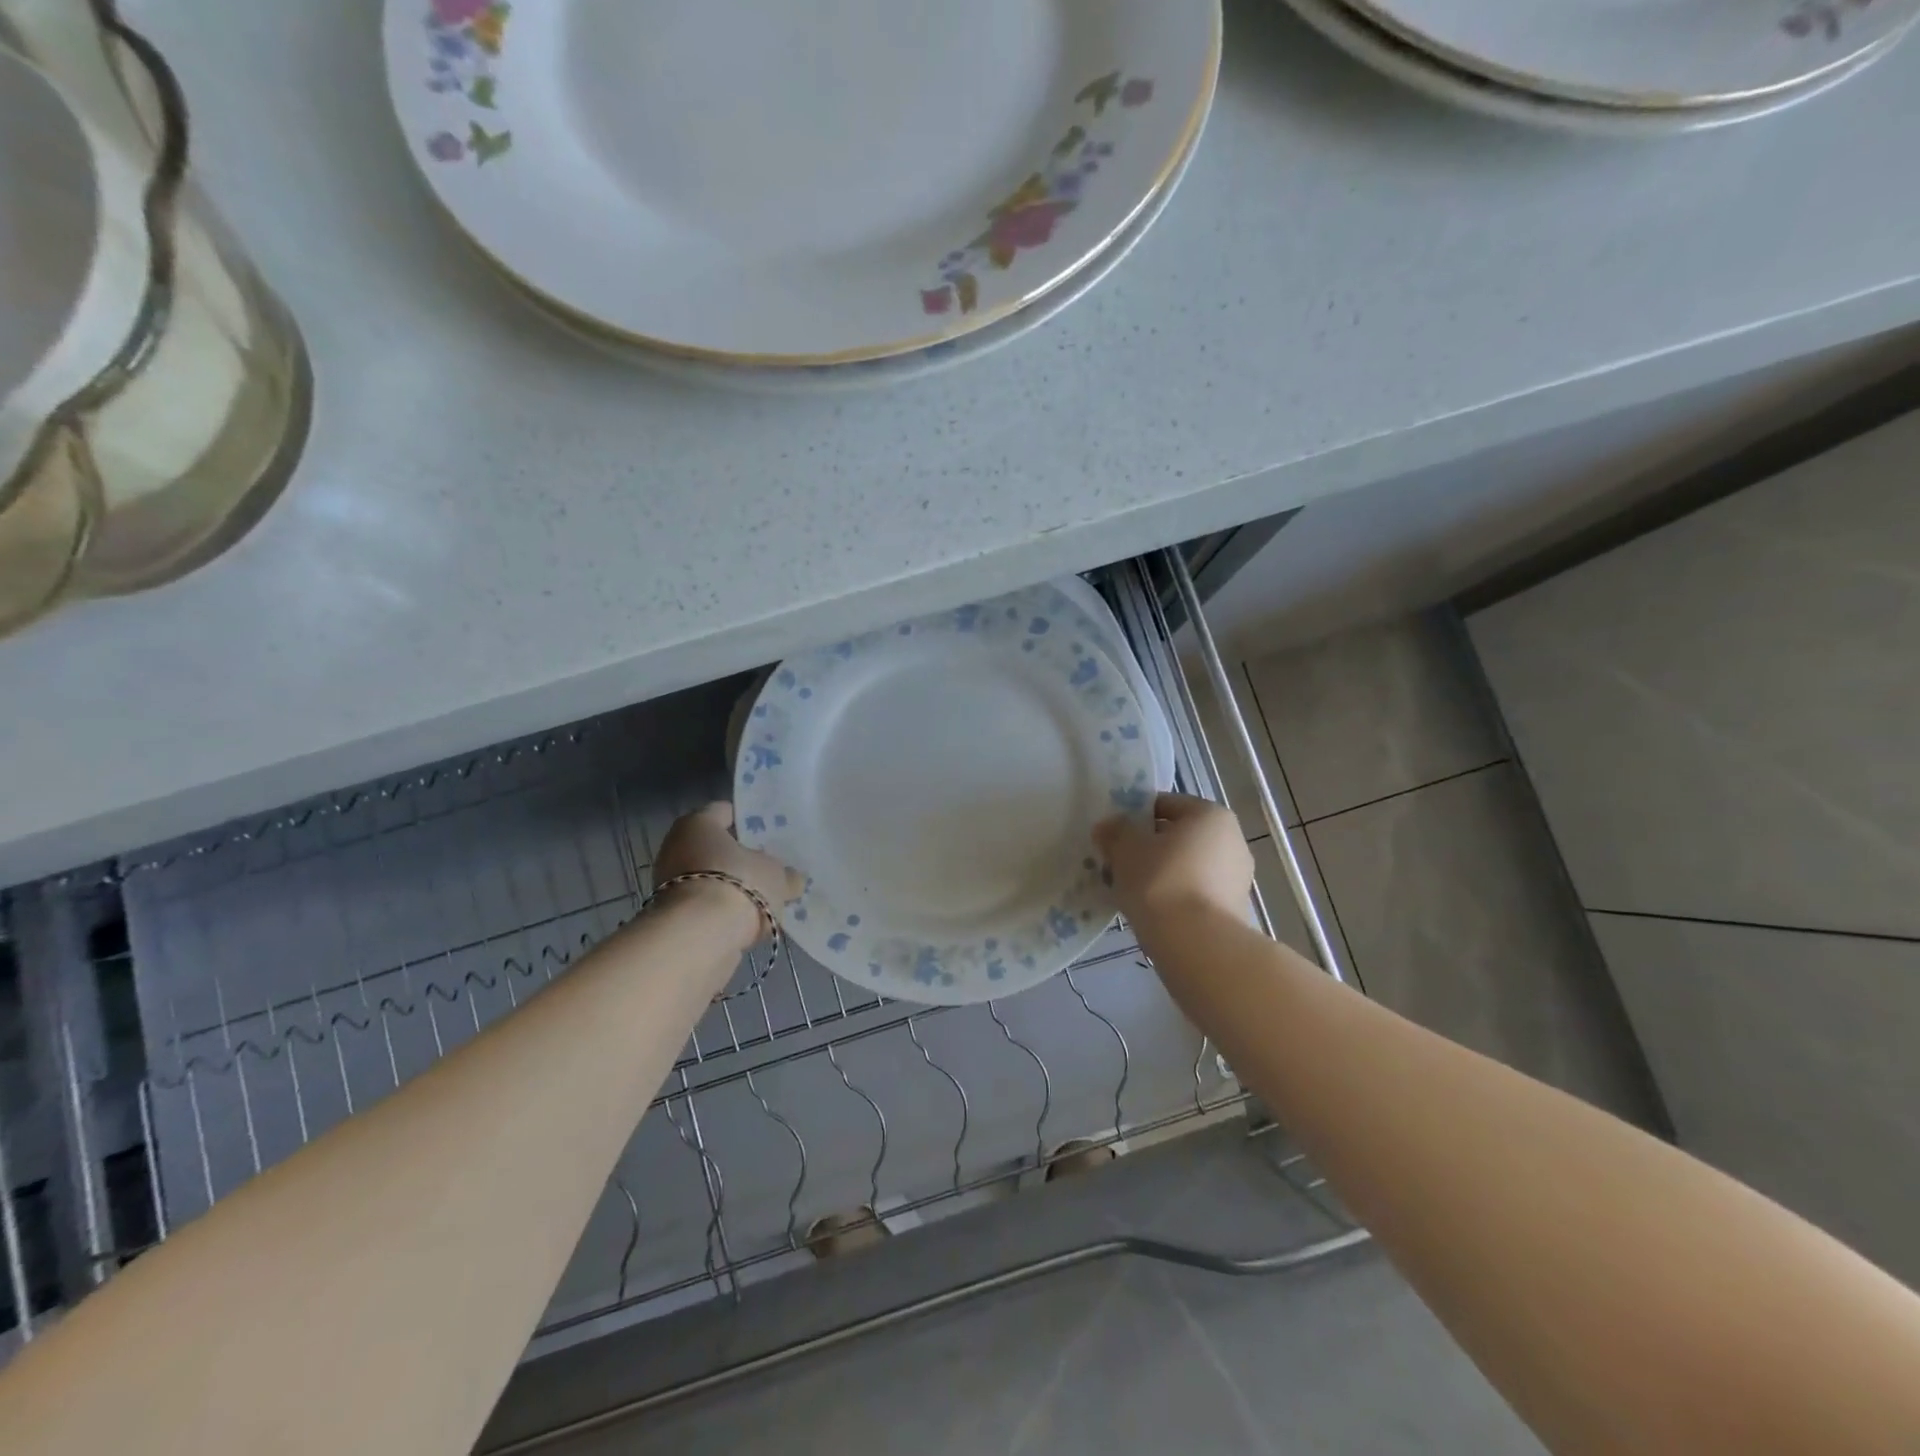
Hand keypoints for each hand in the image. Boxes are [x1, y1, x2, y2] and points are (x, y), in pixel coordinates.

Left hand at [654, 802, 803, 949]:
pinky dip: (723, 913)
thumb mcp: (776, 876)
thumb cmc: (738, 884)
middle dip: (740, 859)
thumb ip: (785, 875)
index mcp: (698, 824)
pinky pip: (706, 908)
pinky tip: (748, 922)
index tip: (768, 832)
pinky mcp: (673, 918)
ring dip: (732, 888)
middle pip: (715, 849)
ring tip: (764, 898)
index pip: (723, 811)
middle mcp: (676, 849)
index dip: (746, 820)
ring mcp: (670, 885)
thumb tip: (792, 879)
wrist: (699, 937)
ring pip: (711, 880)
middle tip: (769, 867)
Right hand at [1093, 793, 1252, 926]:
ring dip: (1159, 873)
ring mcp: (1237, 878)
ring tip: (1130, 890)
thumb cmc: (1160, 880)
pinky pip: (1194, 893)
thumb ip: (1116, 831)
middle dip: (1148, 847)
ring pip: (1186, 866)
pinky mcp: (1233, 910)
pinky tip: (1150, 911)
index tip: (1114, 834)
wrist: (1196, 944)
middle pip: (1178, 836)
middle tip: (1118, 863)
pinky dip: (1173, 897)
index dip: (1135, 816)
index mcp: (1210, 815)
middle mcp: (1232, 841)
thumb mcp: (1126, 848)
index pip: (1166, 804)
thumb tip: (1109, 827)